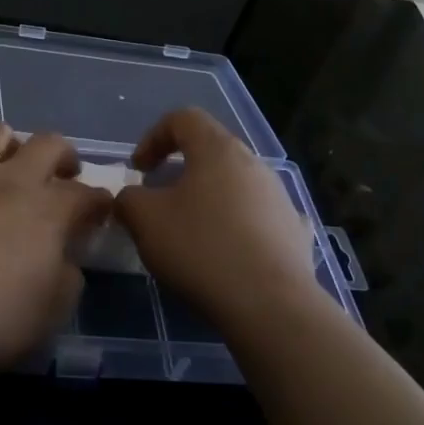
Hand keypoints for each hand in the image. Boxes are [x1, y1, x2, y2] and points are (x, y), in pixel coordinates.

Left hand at [0, 121, 112, 373]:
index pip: (87, 195)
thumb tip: (67, 262)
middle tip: (61, 174)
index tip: (99, 213)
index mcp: (49, 212)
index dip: (99, 202)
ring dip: (5, 143)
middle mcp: (11, 180)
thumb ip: (66, 282)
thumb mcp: (48, 316)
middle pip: (48, 144)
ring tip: (4, 163)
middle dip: (62, 155)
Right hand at [116, 108, 317, 330]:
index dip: (153, 138)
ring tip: (192, 233)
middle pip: (211, 151)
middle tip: (160, 201)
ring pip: (236, 184)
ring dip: (210, 198)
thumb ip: (128, 200)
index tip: (139, 171)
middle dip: (181, 171)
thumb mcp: (144, 220)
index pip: (183, 118)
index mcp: (217, 149)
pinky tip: (230, 255)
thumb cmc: (200, 249)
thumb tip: (131, 199)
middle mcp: (253, 163)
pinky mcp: (295, 232)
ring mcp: (279, 197)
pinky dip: (240, 227)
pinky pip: (260, 218)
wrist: (270, 305)